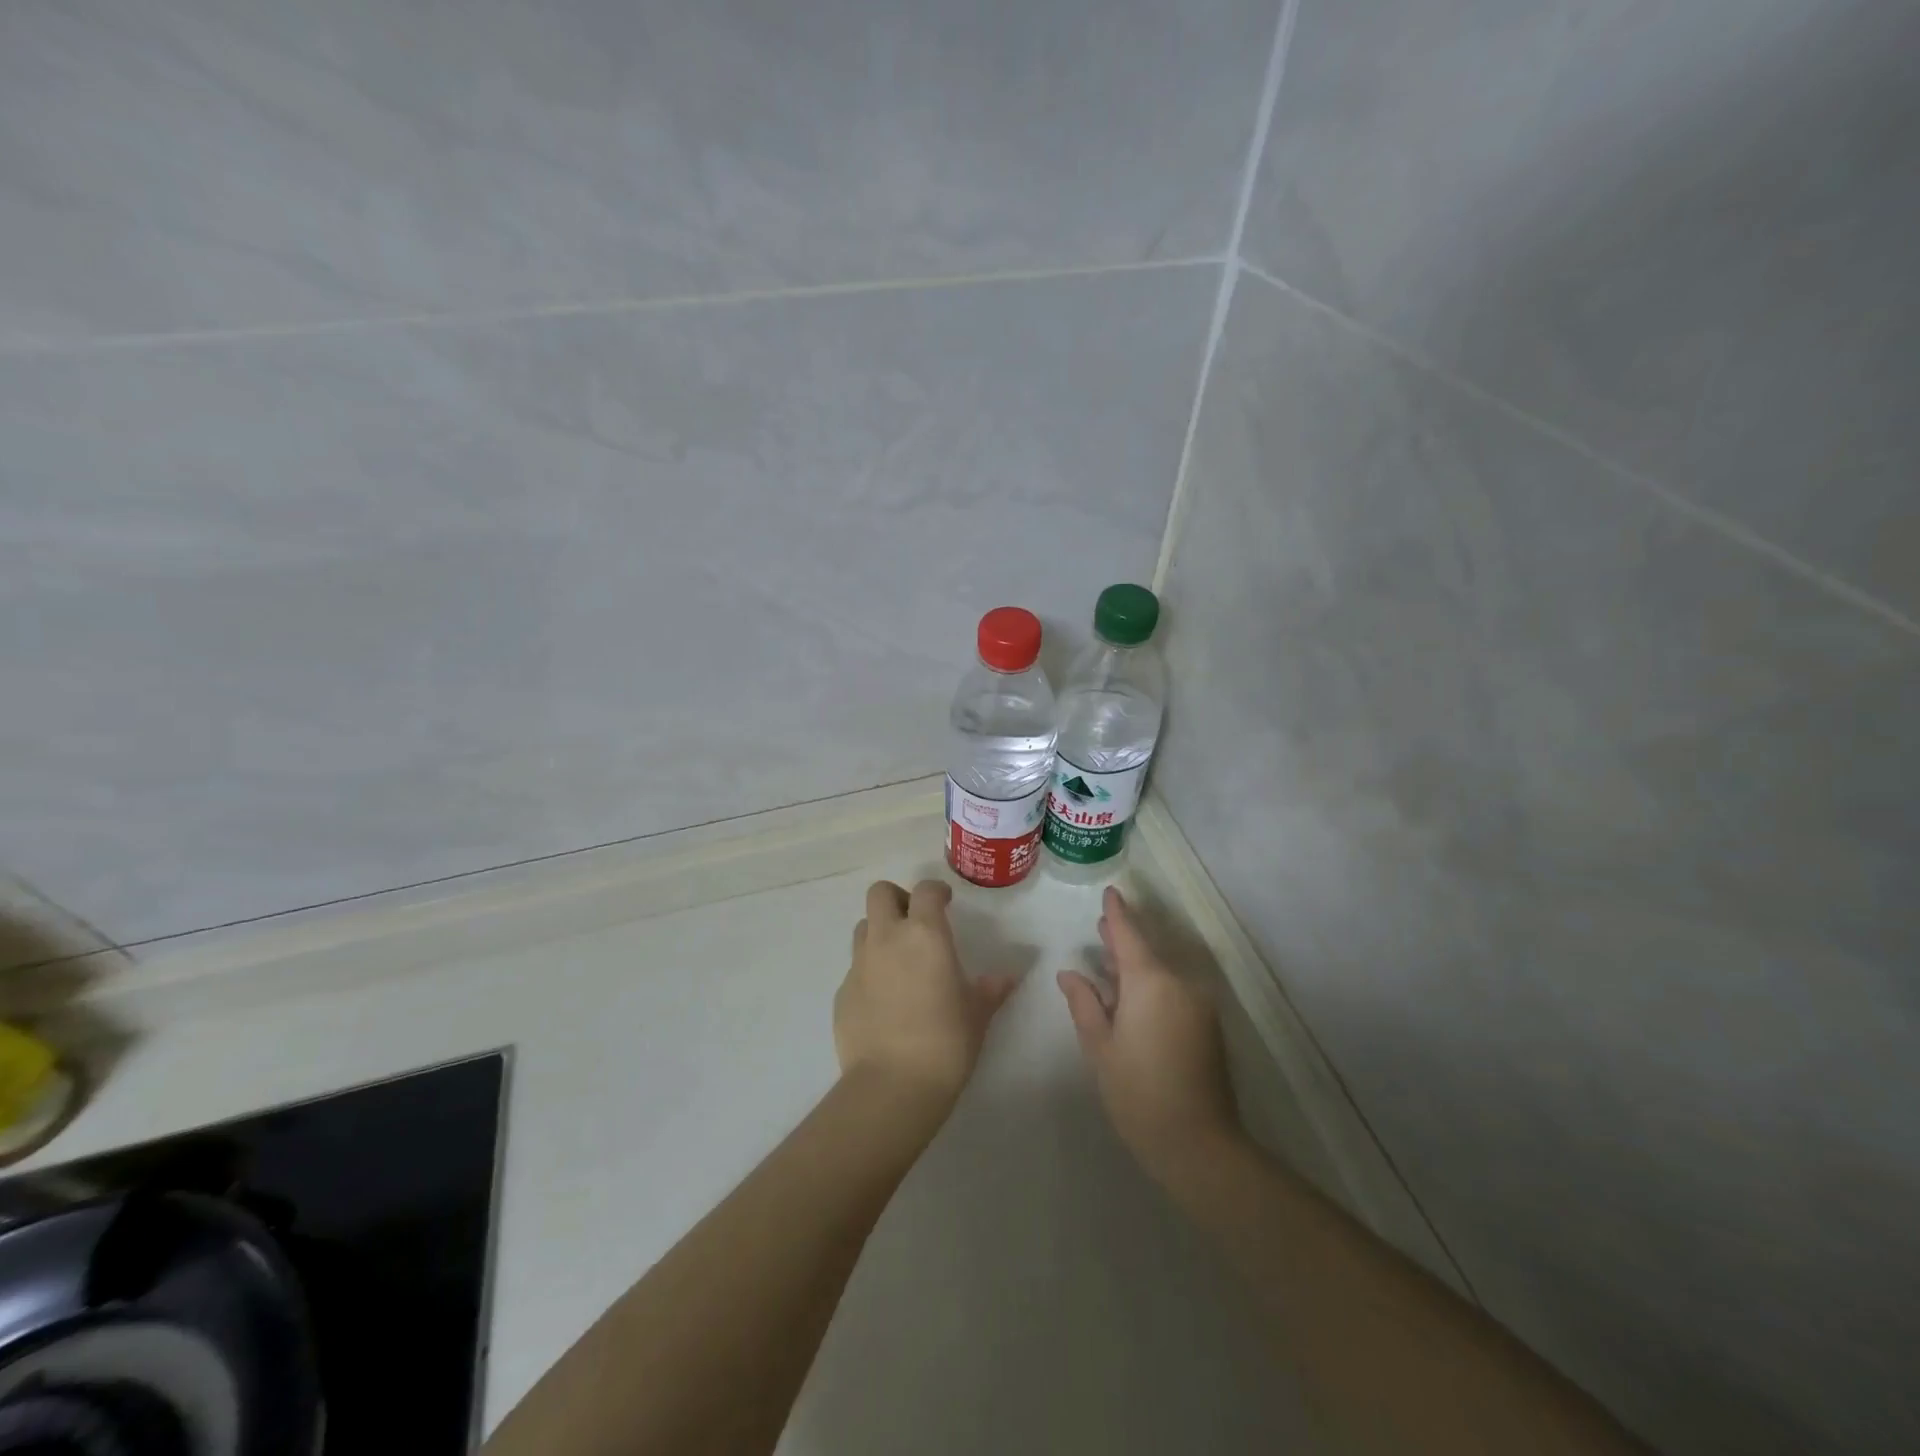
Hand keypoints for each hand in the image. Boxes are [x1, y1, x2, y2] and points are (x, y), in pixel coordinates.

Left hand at [835, 879, 1019, 1112]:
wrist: (892, 1085)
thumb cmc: (946, 1042)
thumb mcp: (977, 1013)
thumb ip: (991, 988)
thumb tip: (1007, 977)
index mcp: (924, 934)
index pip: (925, 890)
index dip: (936, 891)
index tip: (946, 903)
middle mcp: (887, 938)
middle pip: (880, 893)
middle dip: (897, 898)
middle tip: (914, 921)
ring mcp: (859, 964)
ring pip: (864, 927)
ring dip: (880, 931)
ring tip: (899, 958)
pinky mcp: (842, 992)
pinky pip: (855, 967)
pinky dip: (870, 970)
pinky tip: (884, 999)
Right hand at [1058, 887, 1242, 1186]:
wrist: (1199, 1144)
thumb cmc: (1138, 1092)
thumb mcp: (1100, 1047)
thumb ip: (1084, 1004)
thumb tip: (1070, 974)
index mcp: (1151, 982)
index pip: (1129, 935)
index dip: (1117, 913)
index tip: (1110, 892)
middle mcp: (1180, 983)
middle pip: (1147, 951)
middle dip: (1124, 939)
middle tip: (1101, 929)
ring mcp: (1198, 1004)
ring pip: (1162, 973)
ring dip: (1137, 967)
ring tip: (1110, 964)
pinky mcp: (1207, 1025)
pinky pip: (1174, 991)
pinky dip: (1152, 986)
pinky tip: (1131, 1000)